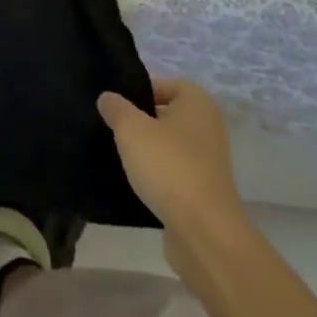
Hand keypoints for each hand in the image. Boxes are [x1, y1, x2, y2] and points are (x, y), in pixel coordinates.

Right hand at [98, 78, 245, 246]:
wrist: (203, 231)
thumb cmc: (168, 166)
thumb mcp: (130, 127)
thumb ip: (115, 107)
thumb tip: (108, 98)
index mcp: (198, 104)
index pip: (165, 84)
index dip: (139, 91)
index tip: (116, 105)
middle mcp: (208, 128)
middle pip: (165, 115)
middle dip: (139, 120)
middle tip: (111, 127)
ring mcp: (208, 162)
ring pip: (168, 145)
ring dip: (146, 149)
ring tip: (118, 154)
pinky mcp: (203, 191)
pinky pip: (172, 172)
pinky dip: (155, 175)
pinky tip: (133, 180)